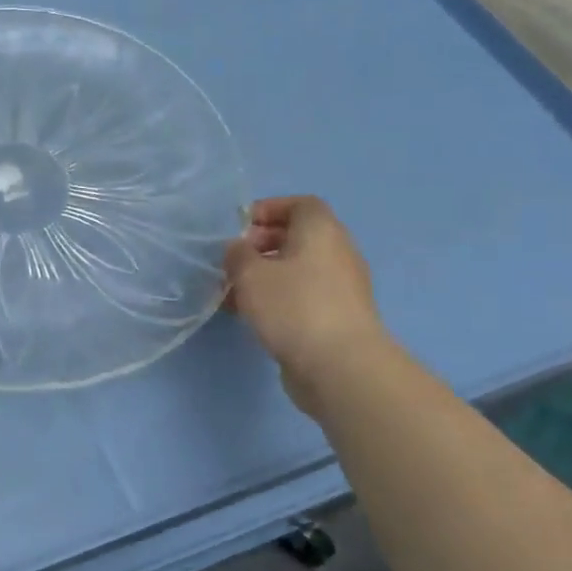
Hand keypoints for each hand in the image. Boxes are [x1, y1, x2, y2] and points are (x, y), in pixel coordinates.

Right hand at [223, 195, 388, 415]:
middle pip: (297, 237)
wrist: (339, 365)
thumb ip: (237, 254)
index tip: (238, 227)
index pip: (300, 204)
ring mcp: (340, 287)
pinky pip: (301, 295)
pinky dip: (277, 298)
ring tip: (233, 292)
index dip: (268, 209)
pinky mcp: (336, 317)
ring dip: (265, 275)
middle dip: (261, 245)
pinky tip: (251, 315)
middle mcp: (337, 252)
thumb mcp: (250, 274)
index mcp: (321, 231)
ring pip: (296, 270)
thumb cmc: (293, 306)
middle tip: (231, 261)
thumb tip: (238, 249)